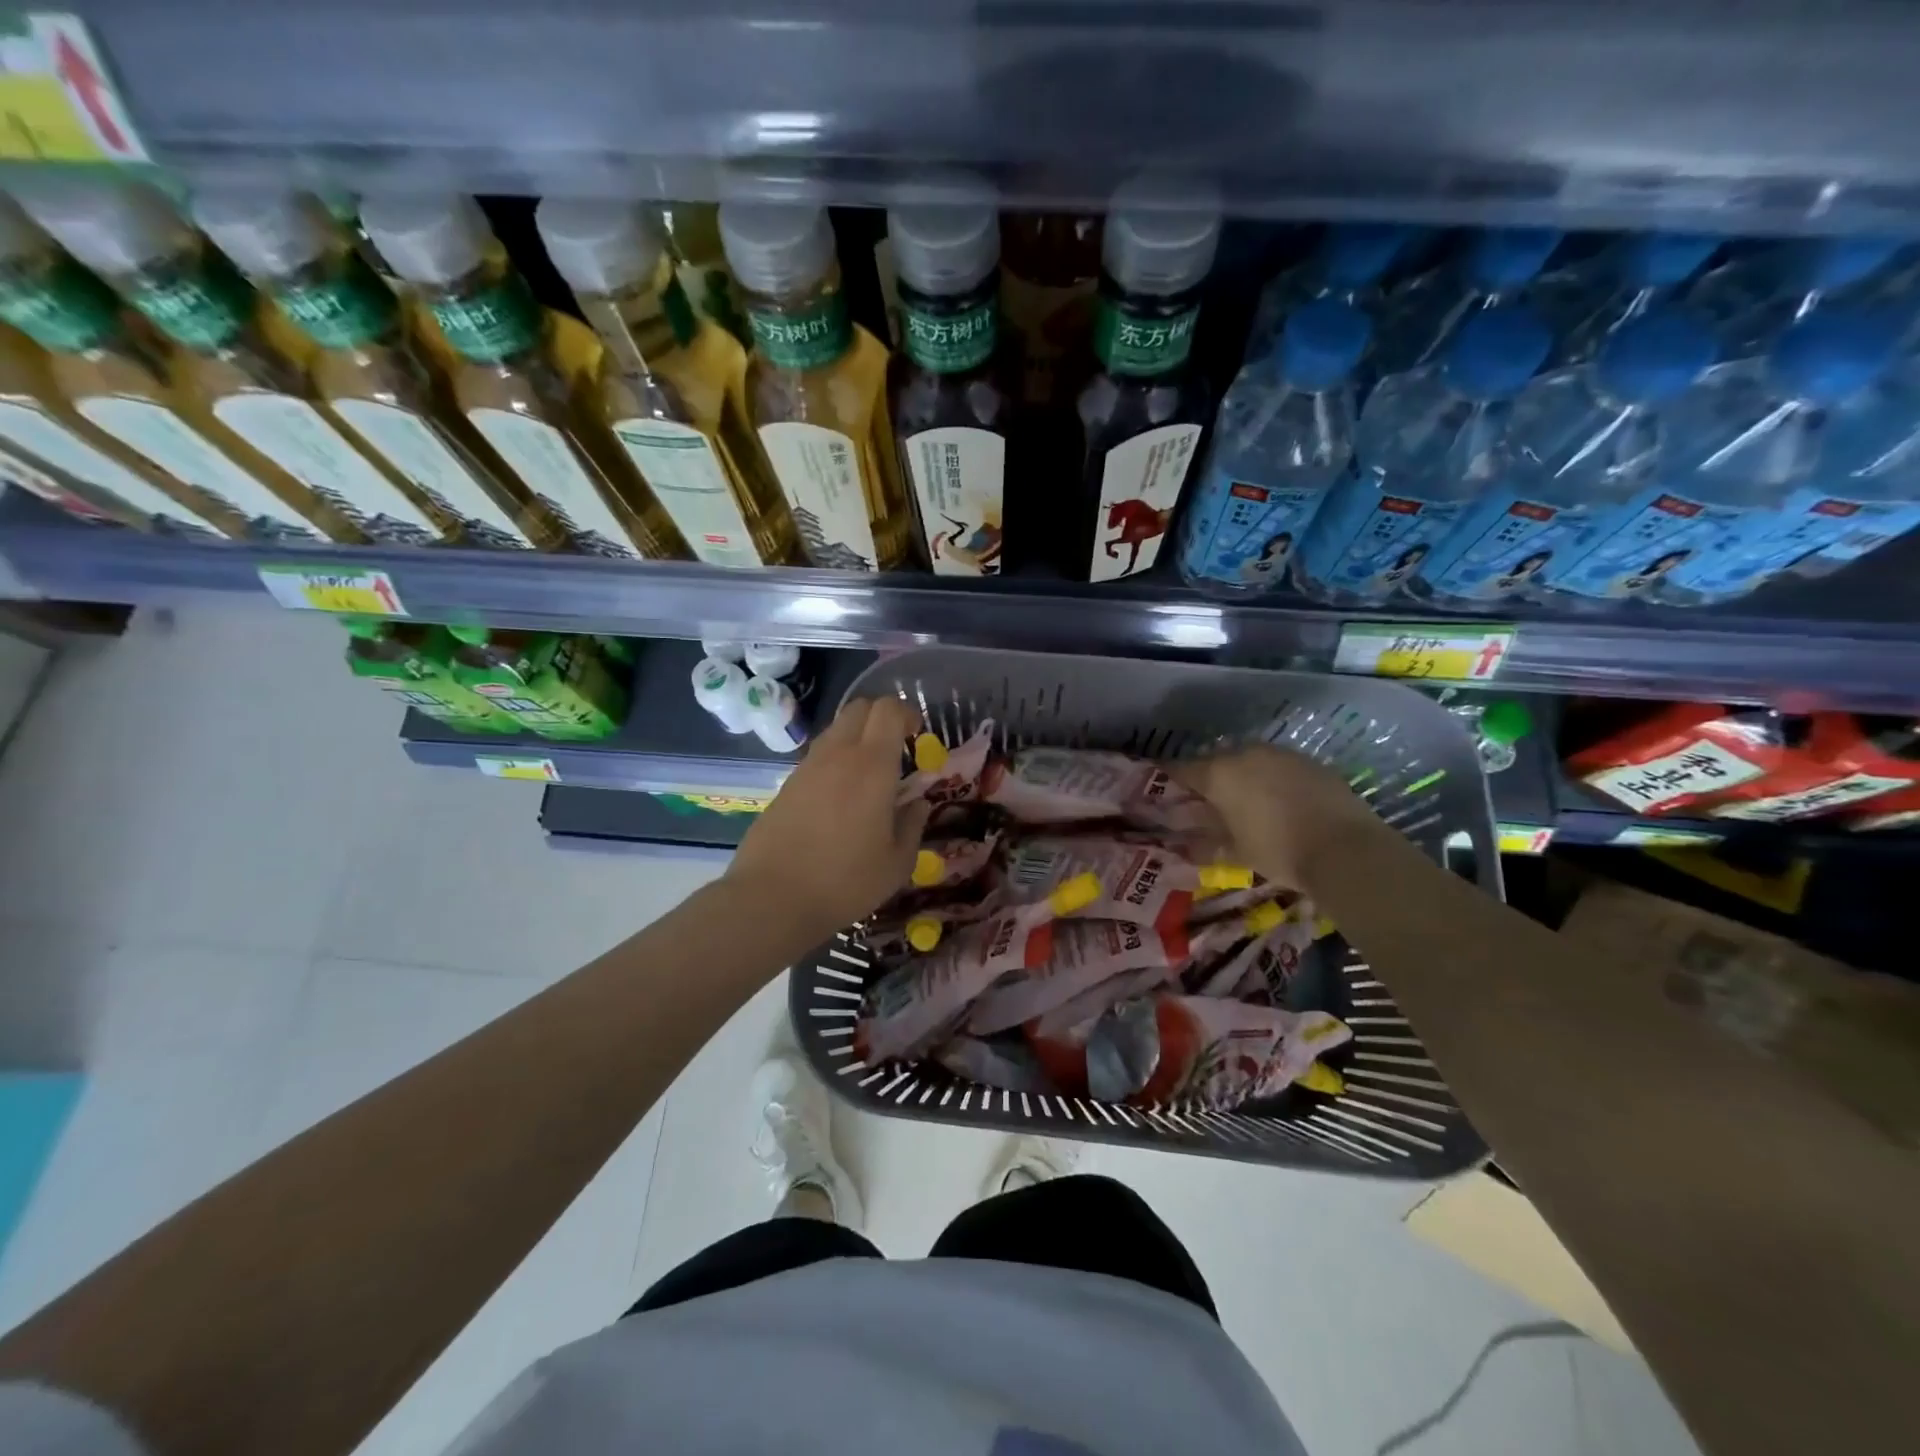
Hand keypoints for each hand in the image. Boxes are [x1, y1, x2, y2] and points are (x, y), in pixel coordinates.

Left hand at [725, 694, 931, 946]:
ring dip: (857, 740)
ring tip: (868, 778)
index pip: (888, 709)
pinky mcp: (786, 784)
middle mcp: (838, 754)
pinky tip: (840, 800)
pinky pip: (818, 757)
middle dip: (882, 718)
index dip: (906, 714)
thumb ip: (913, 825)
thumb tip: (918, 803)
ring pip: (835, 730)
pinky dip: (835, 762)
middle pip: (859, 708)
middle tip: (896, 750)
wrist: (772, 898)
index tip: (918, 737)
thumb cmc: (845, 881)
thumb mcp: (897, 862)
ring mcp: (807, 767)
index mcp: (872, 765)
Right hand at [1173, 744, 1380, 888]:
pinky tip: (1278, 802)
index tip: (1161, 789)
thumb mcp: (1236, 853)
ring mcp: (1282, 755)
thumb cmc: (1278, 851)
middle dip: (1209, 779)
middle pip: (1216, 762)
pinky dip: (1272, 780)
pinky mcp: (1311, 763)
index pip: (1181, 770)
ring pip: (1250, 761)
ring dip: (1242, 777)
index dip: (1168, 780)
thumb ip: (1207, 844)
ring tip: (1243, 803)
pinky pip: (1279, 767)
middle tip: (1206, 803)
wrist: (1346, 849)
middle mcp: (1247, 754)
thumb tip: (1185, 845)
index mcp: (1220, 773)